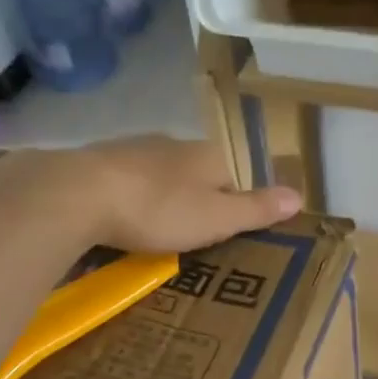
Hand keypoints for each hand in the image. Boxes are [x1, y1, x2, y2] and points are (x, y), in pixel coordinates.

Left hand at [0, 137, 301, 253]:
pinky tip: (124, 218)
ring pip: (160, 173)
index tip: (233, 227)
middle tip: (197, 233)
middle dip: (199, 197)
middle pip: (197, 170)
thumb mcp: (216, 217)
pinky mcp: (99, 163)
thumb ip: (255, 208)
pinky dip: (132, 198)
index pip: (236, 171)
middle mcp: (173, 144)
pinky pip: (127, 182)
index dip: (239, 197)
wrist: (79, 195)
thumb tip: (298, 195)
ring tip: (161, 229)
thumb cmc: (158, 209)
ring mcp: (133, 150)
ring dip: (164, 196)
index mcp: (207, 155)